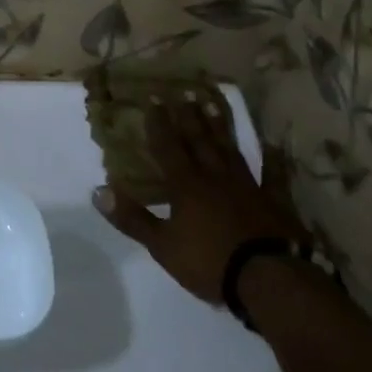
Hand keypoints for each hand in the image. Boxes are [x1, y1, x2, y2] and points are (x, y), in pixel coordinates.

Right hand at [92, 93, 305, 305]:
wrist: (268, 279)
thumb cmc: (210, 261)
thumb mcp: (163, 246)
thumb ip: (132, 218)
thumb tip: (97, 191)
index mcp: (186, 184)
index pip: (168, 146)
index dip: (159, 123)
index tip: (153, 98)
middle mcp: (214, 176)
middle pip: (199, 140)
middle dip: (188, 116)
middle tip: (183, 92)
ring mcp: (247, 186)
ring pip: (229, 149)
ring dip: (219, 127)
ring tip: (212, 105)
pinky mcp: (273, 202)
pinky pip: (273, 176)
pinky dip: (273, 161)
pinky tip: (274, 147)